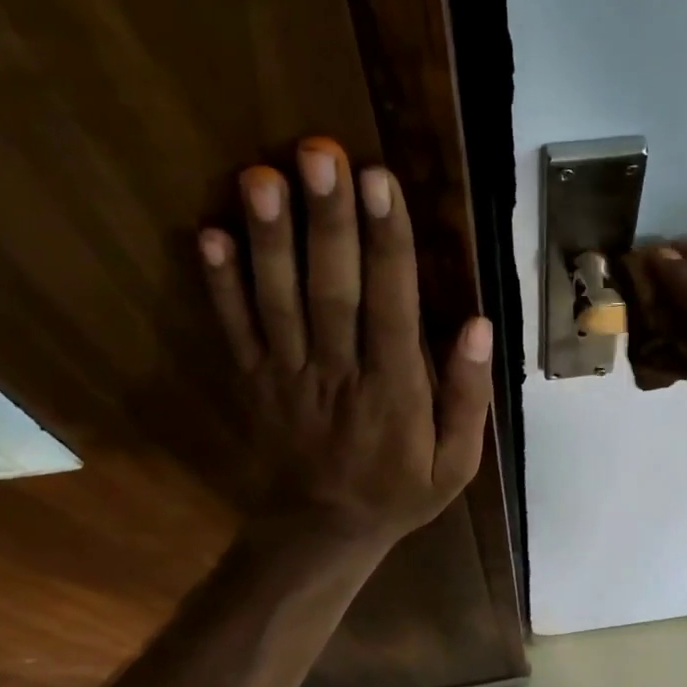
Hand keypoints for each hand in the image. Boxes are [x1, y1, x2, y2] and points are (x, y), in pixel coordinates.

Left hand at [198, 138, 492, 554]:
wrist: (321, 533)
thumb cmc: (399, 493)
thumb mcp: (457, 463)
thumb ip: (469, 398)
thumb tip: (478, 325)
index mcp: (395, 392)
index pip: (392, 307)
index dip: (386, 244)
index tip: (380, 184)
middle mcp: (339, 375)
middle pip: (332, 291)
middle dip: (327, 221)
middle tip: (319, 153)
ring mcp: (288, 378)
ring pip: (277, 302)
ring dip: (269, 239)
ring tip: (262, 176)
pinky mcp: (252, 382)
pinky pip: (234, 330)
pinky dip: (218, 284)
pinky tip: (208, 233)